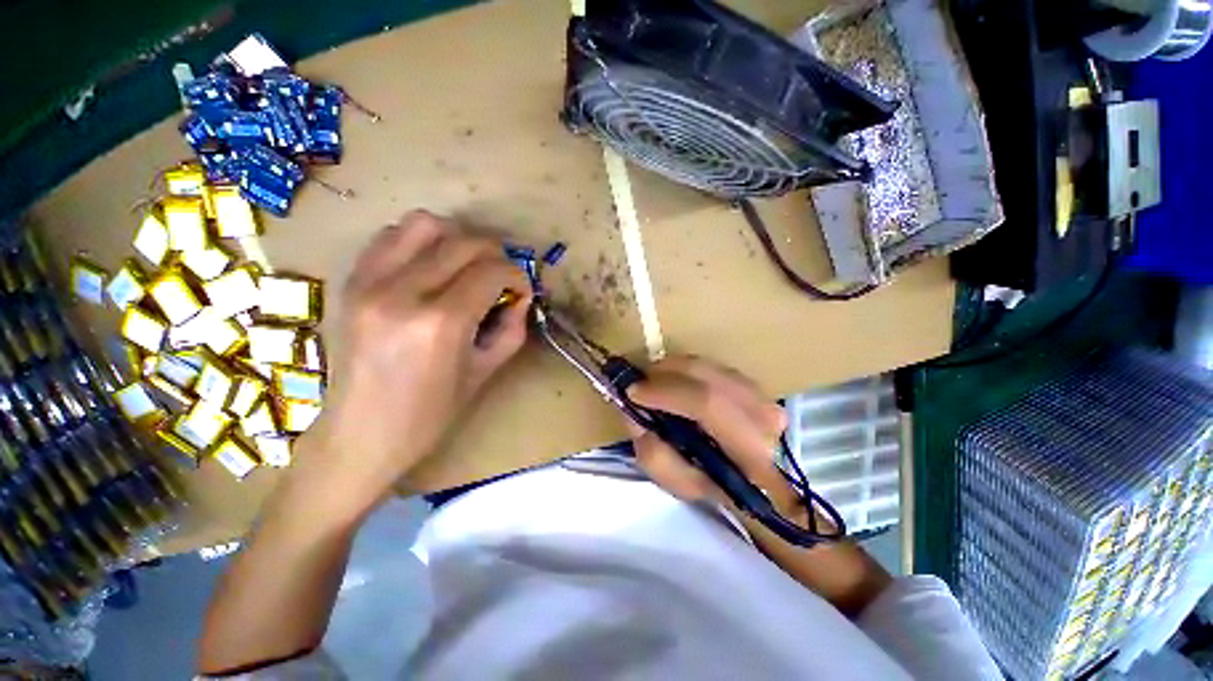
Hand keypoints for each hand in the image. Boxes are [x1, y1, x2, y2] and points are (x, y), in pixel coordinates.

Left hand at [293, 210, 530, 520]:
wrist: (359, 435)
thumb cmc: (429, 415)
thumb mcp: (485, 372)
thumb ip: (512, 328)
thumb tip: (520, 297)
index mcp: (440, 323)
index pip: (491, 271)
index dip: (517, 276)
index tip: (522, 291)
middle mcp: (402, 292)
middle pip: (463, 242)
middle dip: (495, 255)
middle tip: (502, 278)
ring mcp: (369, 281)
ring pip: (424, 224)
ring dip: (457, 238)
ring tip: (467, 265)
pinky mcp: (351, 281)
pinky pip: (390, 236)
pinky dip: (421, 242)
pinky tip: (432, 266)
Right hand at [626, 356, 799, 515]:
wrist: (752, 479)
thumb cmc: (714, 486)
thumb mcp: (680, 484)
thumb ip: (653, 452)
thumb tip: (633, 410)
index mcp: (750, 450)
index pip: (707, 404)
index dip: (666, 392)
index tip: (633, 392)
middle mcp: (763, 415)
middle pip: (705, 376)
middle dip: (663, 374)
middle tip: (638, 382)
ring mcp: (760, 394)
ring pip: (705, 367)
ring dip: (671, 369)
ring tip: (652, 382)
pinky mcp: (753, 383)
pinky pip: (708, 366)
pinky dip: (684, 370)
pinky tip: (672, 381)